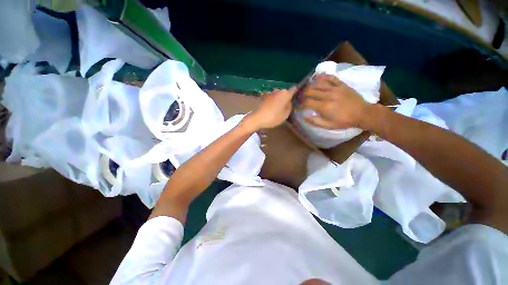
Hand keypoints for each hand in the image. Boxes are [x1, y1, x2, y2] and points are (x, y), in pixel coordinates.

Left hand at [243, 87, 296, 129]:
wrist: (257, 118)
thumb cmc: (273, 117)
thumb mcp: (285, 114)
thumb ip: (290, 106)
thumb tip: (290, 102)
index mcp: (285, 93)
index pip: (295, 89)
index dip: (298, 91)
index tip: (300, 95)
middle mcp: (278, 91)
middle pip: (286, 93)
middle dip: (288, 98)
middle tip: (289, 106)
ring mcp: (271, 93)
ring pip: (279, 95)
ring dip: (281, 100)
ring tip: (281, 108)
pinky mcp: (265, 97)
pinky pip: (273, 98)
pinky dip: (275, 102)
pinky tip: (274, 109)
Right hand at [300, 74, 369, 128]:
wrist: (363, 113)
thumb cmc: (344, 121)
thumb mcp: (328, 126)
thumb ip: (315, 121)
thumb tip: (304, 116)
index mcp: (324, 107)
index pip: (307, 102)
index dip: (300, 104)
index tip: (298, 106)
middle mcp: (328, 95)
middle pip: (310, 91)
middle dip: (302, 94)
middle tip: (300, 97)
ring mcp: (335, 88)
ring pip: (317, 83)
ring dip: (309, 86)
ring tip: (306, 89)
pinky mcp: (341, 84)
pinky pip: (330, 77)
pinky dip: (322, 77)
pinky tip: (317, 78)